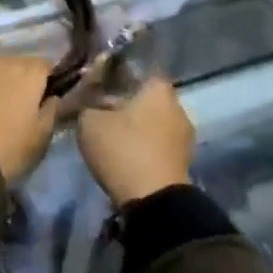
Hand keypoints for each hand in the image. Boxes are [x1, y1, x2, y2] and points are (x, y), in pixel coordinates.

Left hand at [0, 45, 60, 186]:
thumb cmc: (6, 152)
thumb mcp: (40, 140)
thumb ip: (51, 112)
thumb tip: (53, 97)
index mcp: (28, 74)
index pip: (44, 65)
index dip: (45, 80)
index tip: (43, 98)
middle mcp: (0, 61)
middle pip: (16, 62)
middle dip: (18, 78)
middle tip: (15, 104)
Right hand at [76, 77, 194, 206]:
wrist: (154, 202)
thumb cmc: (123, 149)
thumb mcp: (89, 120)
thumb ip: (87, 102)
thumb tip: (89, 99)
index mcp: (158, 88)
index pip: (138, 70)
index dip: (118, 76)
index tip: (100, 86)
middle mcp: (177, 106)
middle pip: (148, 97)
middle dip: (128, 103)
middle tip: (103, 112)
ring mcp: (185, 135)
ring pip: (155, 121)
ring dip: (138, 127)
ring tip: (113, 136)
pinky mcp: (185, 161)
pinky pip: (160, 143)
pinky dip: (146, 146)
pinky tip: (127, 154)